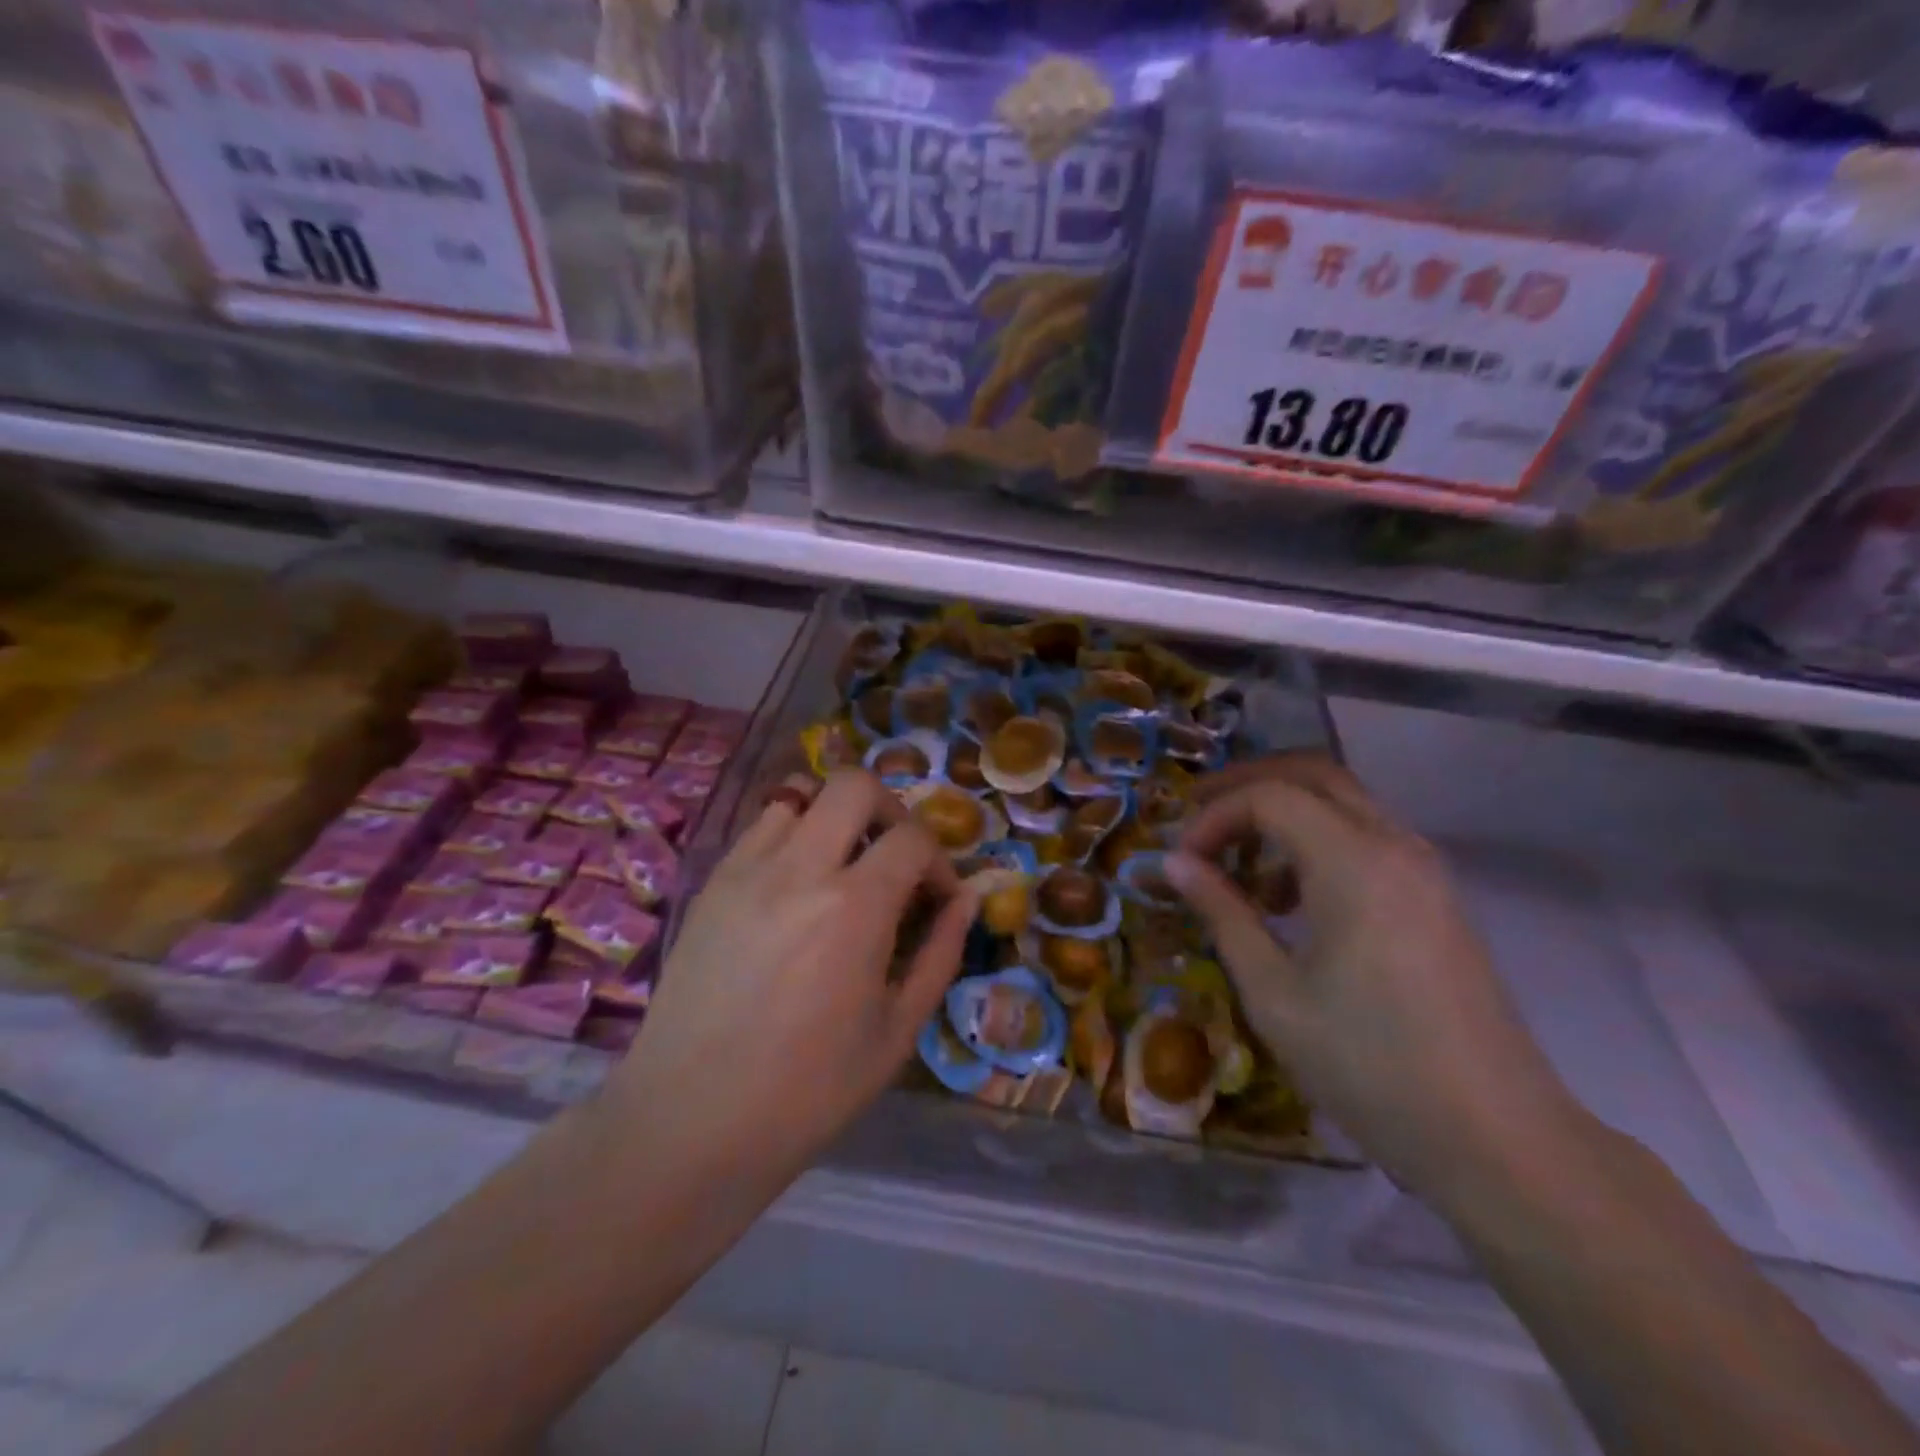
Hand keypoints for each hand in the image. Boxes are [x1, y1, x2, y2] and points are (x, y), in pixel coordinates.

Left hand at [608, 770, 976, 1184]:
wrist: (689, 1123)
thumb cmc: (808, 1091)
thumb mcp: (897, 1031)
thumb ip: (940, 953)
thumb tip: (967, 900)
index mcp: (853, 907)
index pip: (913, 839)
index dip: (939, 862)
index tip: (939, 899)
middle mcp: (798, 869)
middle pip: (854, 785)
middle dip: (890, 811)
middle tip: (895, 859)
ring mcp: (746, 869)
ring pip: (800, 794)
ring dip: (835, 818)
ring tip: (843, 867)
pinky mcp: (712, 883)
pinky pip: (761, 828)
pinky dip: (793, 836)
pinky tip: (795, 888)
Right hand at [1166, 754, 1580, 1199]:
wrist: (1498, 1139)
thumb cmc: (1369, 1066)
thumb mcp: (1274, 992)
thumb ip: (1223, 913)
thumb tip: (1174, 863)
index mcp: (1354, 862)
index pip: (1269, 797)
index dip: (1214, 817)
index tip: (1181, 862)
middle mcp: (1394, 845)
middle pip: (1314, 774)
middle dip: (1248, 783)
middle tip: (1198, 815)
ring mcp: (1424, 868)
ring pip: (1344, 801)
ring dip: (1284, 811)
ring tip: (1240, 865)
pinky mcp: (1436, 896)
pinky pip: (1367, 836)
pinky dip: (1317, 839)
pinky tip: (1292, 899)